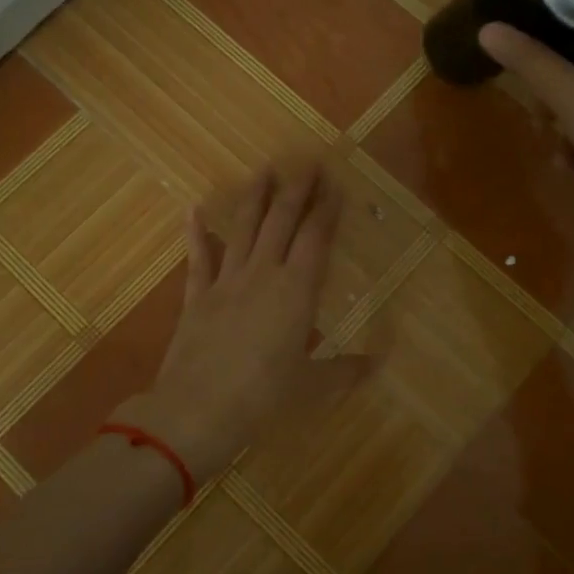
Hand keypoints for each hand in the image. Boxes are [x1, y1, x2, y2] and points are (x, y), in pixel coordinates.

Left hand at [127, 161, 368, 483]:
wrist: (197, 411)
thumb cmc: (263, 398)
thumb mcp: (312, 387)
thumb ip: (346, 370)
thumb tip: (380, 362)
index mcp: (296, 291)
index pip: (315, 238)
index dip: (326, 208)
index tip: (334, 183)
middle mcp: (263, 274)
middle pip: (281, 221)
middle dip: (297, 189)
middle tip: (307, 162)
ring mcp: (226, 282)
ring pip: (243, 229)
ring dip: (255, 198)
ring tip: (265, 170)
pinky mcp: (197, 296)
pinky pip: (198, 258)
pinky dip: (196, 234)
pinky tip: (194, 210)